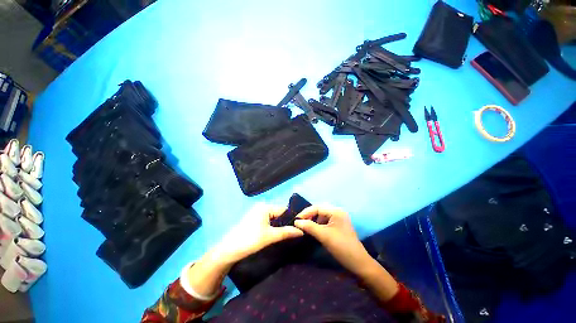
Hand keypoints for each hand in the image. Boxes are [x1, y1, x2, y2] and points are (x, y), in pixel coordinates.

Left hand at [212, 203, 303, 264]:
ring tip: (284, 235)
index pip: (283, 210)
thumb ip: (286, 232)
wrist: (229, 250)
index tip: (298, 228)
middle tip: (292, 234)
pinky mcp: (253, 219)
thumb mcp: (270, 236)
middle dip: (285, 223)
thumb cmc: (250, 240)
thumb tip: (302, 231)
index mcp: (265, 207)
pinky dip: (272, 226)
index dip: (291, 219)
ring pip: (273, 217)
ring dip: (278, 225)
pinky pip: (267, 220)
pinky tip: (274, 234)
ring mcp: (256, 212)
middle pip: (278, 213)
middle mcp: (261, 206)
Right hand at [294, 205, 372, 275]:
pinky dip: (318, 224)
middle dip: (309, 215)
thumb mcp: (324, 236)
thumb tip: (296, 221)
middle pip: (319, 209)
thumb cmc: (341, 247)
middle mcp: (338, 211)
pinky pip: (325, 221)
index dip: (306, 212)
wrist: (358, 263)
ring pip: (322, 215)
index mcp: (336, 211)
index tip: (296, 219)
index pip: (317, 207)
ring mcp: (339, 218)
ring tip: (305, 226)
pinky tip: (313, 229)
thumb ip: (309, 226)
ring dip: (313, 219)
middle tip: (300, 222)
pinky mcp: (338, 225)